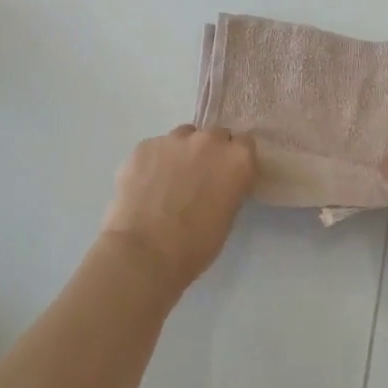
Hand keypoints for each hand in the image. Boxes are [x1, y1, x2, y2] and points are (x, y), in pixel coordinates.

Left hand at [102, 125, 258, 288]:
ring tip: (168, 180)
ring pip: (183, 137)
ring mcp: (173, 140)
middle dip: (209, 152)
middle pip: (215, 135)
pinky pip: (155, 148)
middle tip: (198, 178)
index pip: (244, 145)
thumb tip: (216, 183)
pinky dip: (154, 162)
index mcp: (237, 159)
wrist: (145, 252)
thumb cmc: (196, 245)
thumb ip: (228, 187)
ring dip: (182, 152)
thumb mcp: (227, 216)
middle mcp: (209, 141)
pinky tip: (145, 186)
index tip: (226, 175)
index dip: (233, 160)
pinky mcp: (143, 147)